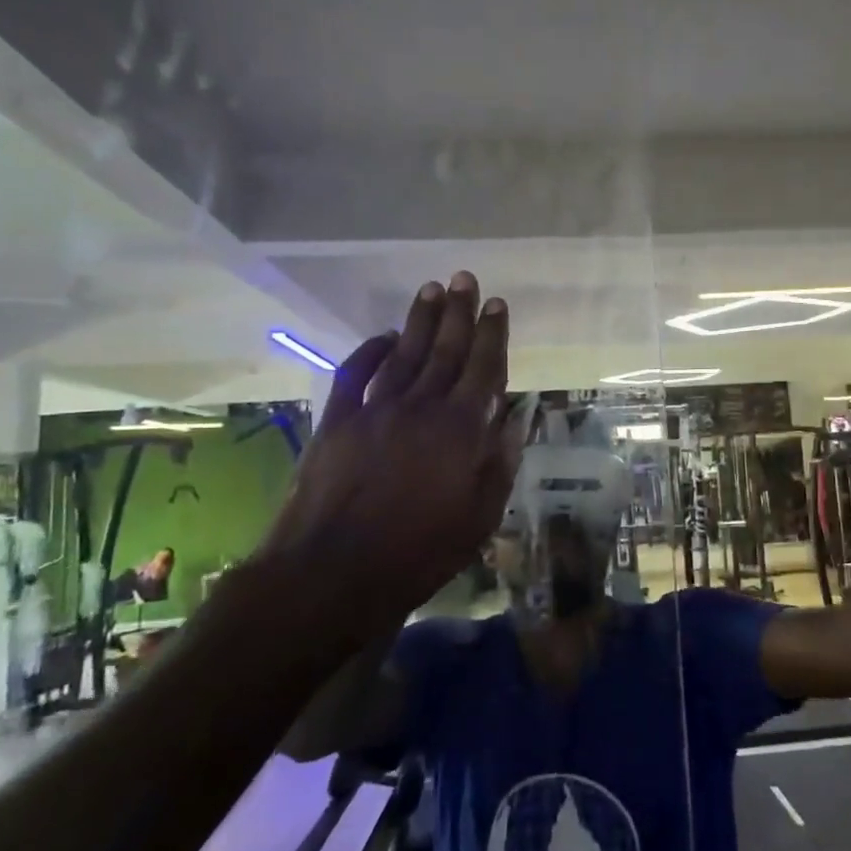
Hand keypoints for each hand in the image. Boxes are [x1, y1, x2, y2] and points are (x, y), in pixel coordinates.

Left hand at [259, 272, 524, 629]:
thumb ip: (500, 462)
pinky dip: (369, 350)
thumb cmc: (419, 552)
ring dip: (419, 320)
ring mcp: (376, 409)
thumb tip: (516, 418)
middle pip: (445, 349)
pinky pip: (355, 373)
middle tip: (464, 278)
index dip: (491, 334)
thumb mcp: (479, 517)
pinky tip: (383, 336)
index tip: (496, 304)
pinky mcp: (338, 420)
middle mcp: (422, 407)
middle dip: (458, 312)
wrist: (334, 572)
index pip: (484, 368)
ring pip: (404, 352)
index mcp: (462, 429)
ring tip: (431, 289)